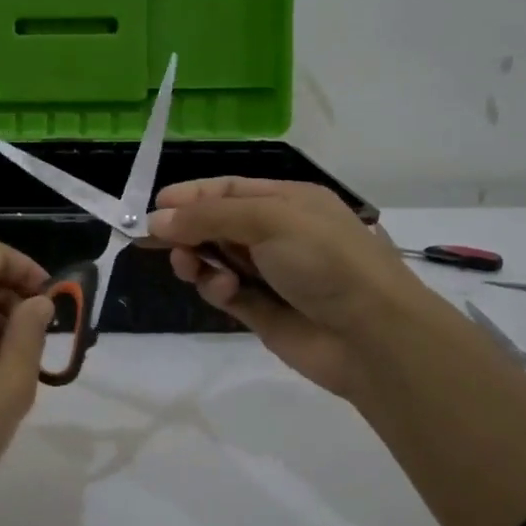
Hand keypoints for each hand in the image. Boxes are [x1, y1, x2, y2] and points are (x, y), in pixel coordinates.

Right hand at [148, 177, 425, 403]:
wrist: (372, 335)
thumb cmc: (325, 260)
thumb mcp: (268, 220)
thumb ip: (209, 217)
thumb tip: (157, 219)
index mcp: (288, 201)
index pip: (229, 190)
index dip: (191, 195)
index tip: (154, 205)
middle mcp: (278, 234)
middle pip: (217, 225)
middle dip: (187, 230)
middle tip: (156, 242)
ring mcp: (270, 274)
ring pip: (216, 260)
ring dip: (197, 260)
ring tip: (189, 267)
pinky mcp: (262, 311)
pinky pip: (226, 293)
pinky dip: (217, 289)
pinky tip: (224, 291)